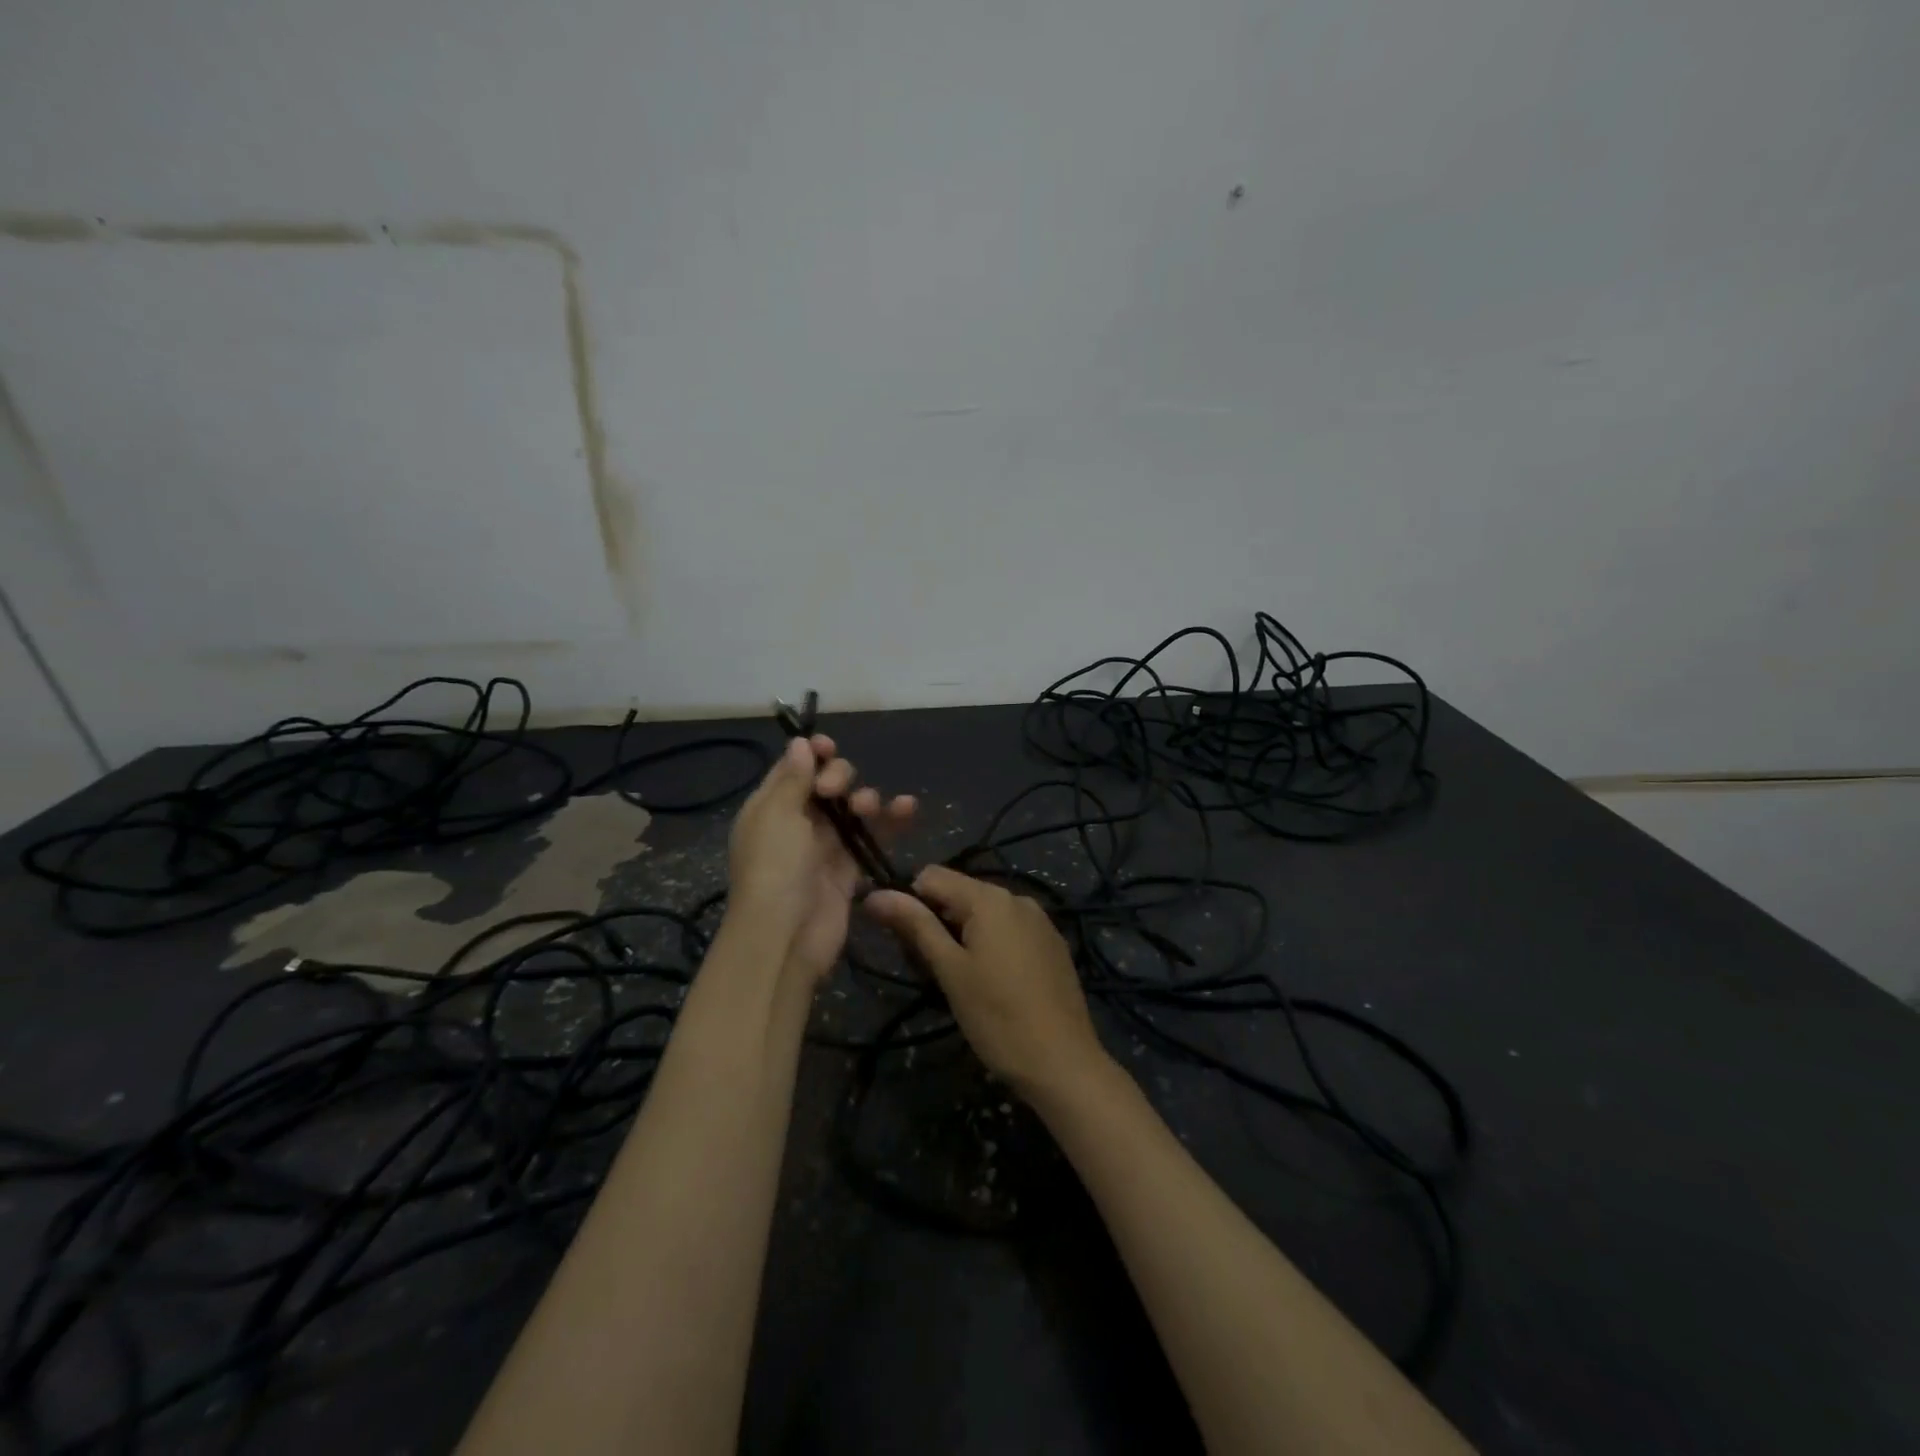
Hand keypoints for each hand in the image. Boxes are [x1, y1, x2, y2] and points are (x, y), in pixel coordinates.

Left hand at [727, 734, 914, 980]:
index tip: (828, 746)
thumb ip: (793, 778)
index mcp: (771, 805)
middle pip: (828, 782)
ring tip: (868, 808)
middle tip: (835, 791)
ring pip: (853, 806)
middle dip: (839, 775)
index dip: (813, 753)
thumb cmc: (774, 867)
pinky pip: (873, 833)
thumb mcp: (776, 815)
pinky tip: (908, 806)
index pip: (794, 767)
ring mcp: (826, 843)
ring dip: (866, 797)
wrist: (786, 934)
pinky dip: (891, 819)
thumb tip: (800, 743)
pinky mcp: (851, 865)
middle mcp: (798, 820)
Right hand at [865, 865, 1110, 1101]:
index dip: (910, 902)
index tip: (906, 942)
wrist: (1063, 1062)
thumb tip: (876, 894)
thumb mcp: (949, 970)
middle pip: (960, 892)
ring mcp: (1040, 920)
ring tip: (962, 980)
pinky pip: (1010, 929)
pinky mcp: (1053, 943)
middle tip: (933, 970)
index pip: (932, 875)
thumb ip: (915, 926)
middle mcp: (1017, 897)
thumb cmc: (997, 1017)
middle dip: (938, 921)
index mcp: (990, 898)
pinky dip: (992, 944)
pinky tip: (994, 983)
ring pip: (985, 913)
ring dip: (964, 935)